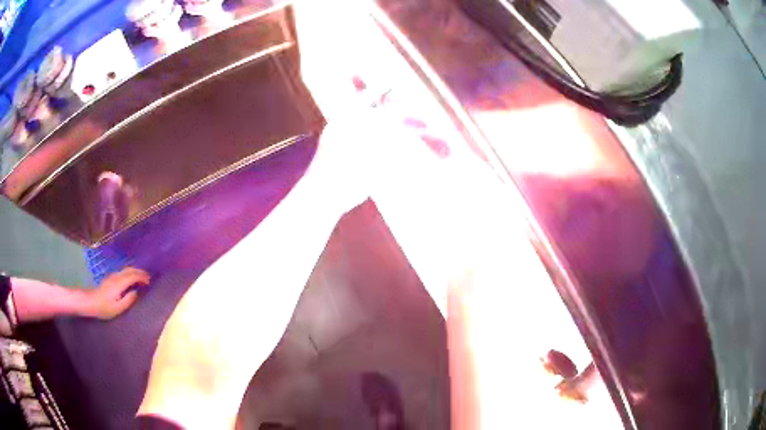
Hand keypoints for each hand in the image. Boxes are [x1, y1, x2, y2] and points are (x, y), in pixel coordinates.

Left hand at [84, 267, 149, 319]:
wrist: (90, 302)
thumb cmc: (104, 307)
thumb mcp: (118, 308)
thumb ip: (128, 300)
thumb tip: (137, 292)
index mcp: (119, 283)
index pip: (133, 276)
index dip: (142, 277)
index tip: (150, 282)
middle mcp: (117, 276)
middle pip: (130, 269)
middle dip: (140, 272)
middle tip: (149, 278)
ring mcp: (113, 276)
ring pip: (127, 269)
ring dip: (136, 271)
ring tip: (143, 278)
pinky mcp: (111, 278)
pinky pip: (123, 272)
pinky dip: (131, 273)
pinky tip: (132, 279)